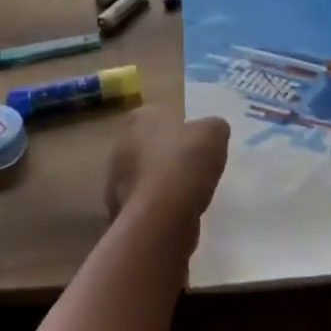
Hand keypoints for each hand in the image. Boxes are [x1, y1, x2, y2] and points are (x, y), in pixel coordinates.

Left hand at [105, 110, 229, 225]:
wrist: (161, 216)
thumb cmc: (186, 163)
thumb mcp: (214, 133)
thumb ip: (213, 127)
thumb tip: (211, 131)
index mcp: (142, 118)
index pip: (159, 114)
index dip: (178, 127)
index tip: (195, 141)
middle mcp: (122, 144)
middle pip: (148, 146)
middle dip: (166, 155)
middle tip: (192, 167)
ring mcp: (116, 179)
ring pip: (143, 176)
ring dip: (160, 183)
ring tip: (187, 194)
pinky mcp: (119, 209)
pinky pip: (143, 203)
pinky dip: (156, 208)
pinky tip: (176, 214)